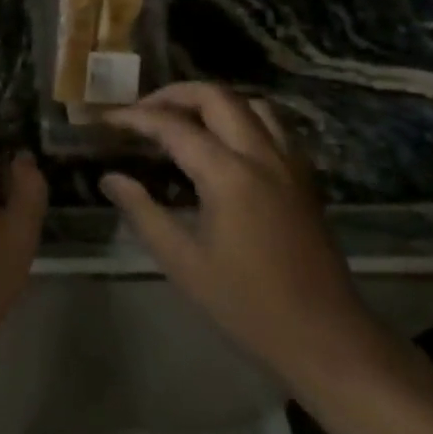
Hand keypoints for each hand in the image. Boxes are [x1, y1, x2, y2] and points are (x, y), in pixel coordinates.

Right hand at [101, 83, 383, 392]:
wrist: (326, 339)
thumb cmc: (247, 305)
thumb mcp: (183, 262)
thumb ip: (142, 211)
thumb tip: (110, 178)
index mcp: (229, 175)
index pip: (173, 126)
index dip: (135, 117)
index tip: (106, 119)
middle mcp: (262, 156)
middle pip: (216, 96)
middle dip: (173, 94)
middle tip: (142, 111)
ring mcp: (289, 164)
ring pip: (250, 103)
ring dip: (211, 101)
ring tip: (182, 119)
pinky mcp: (304, 178)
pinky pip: (273, 126)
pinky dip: (242, 117)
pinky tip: (224, 142)